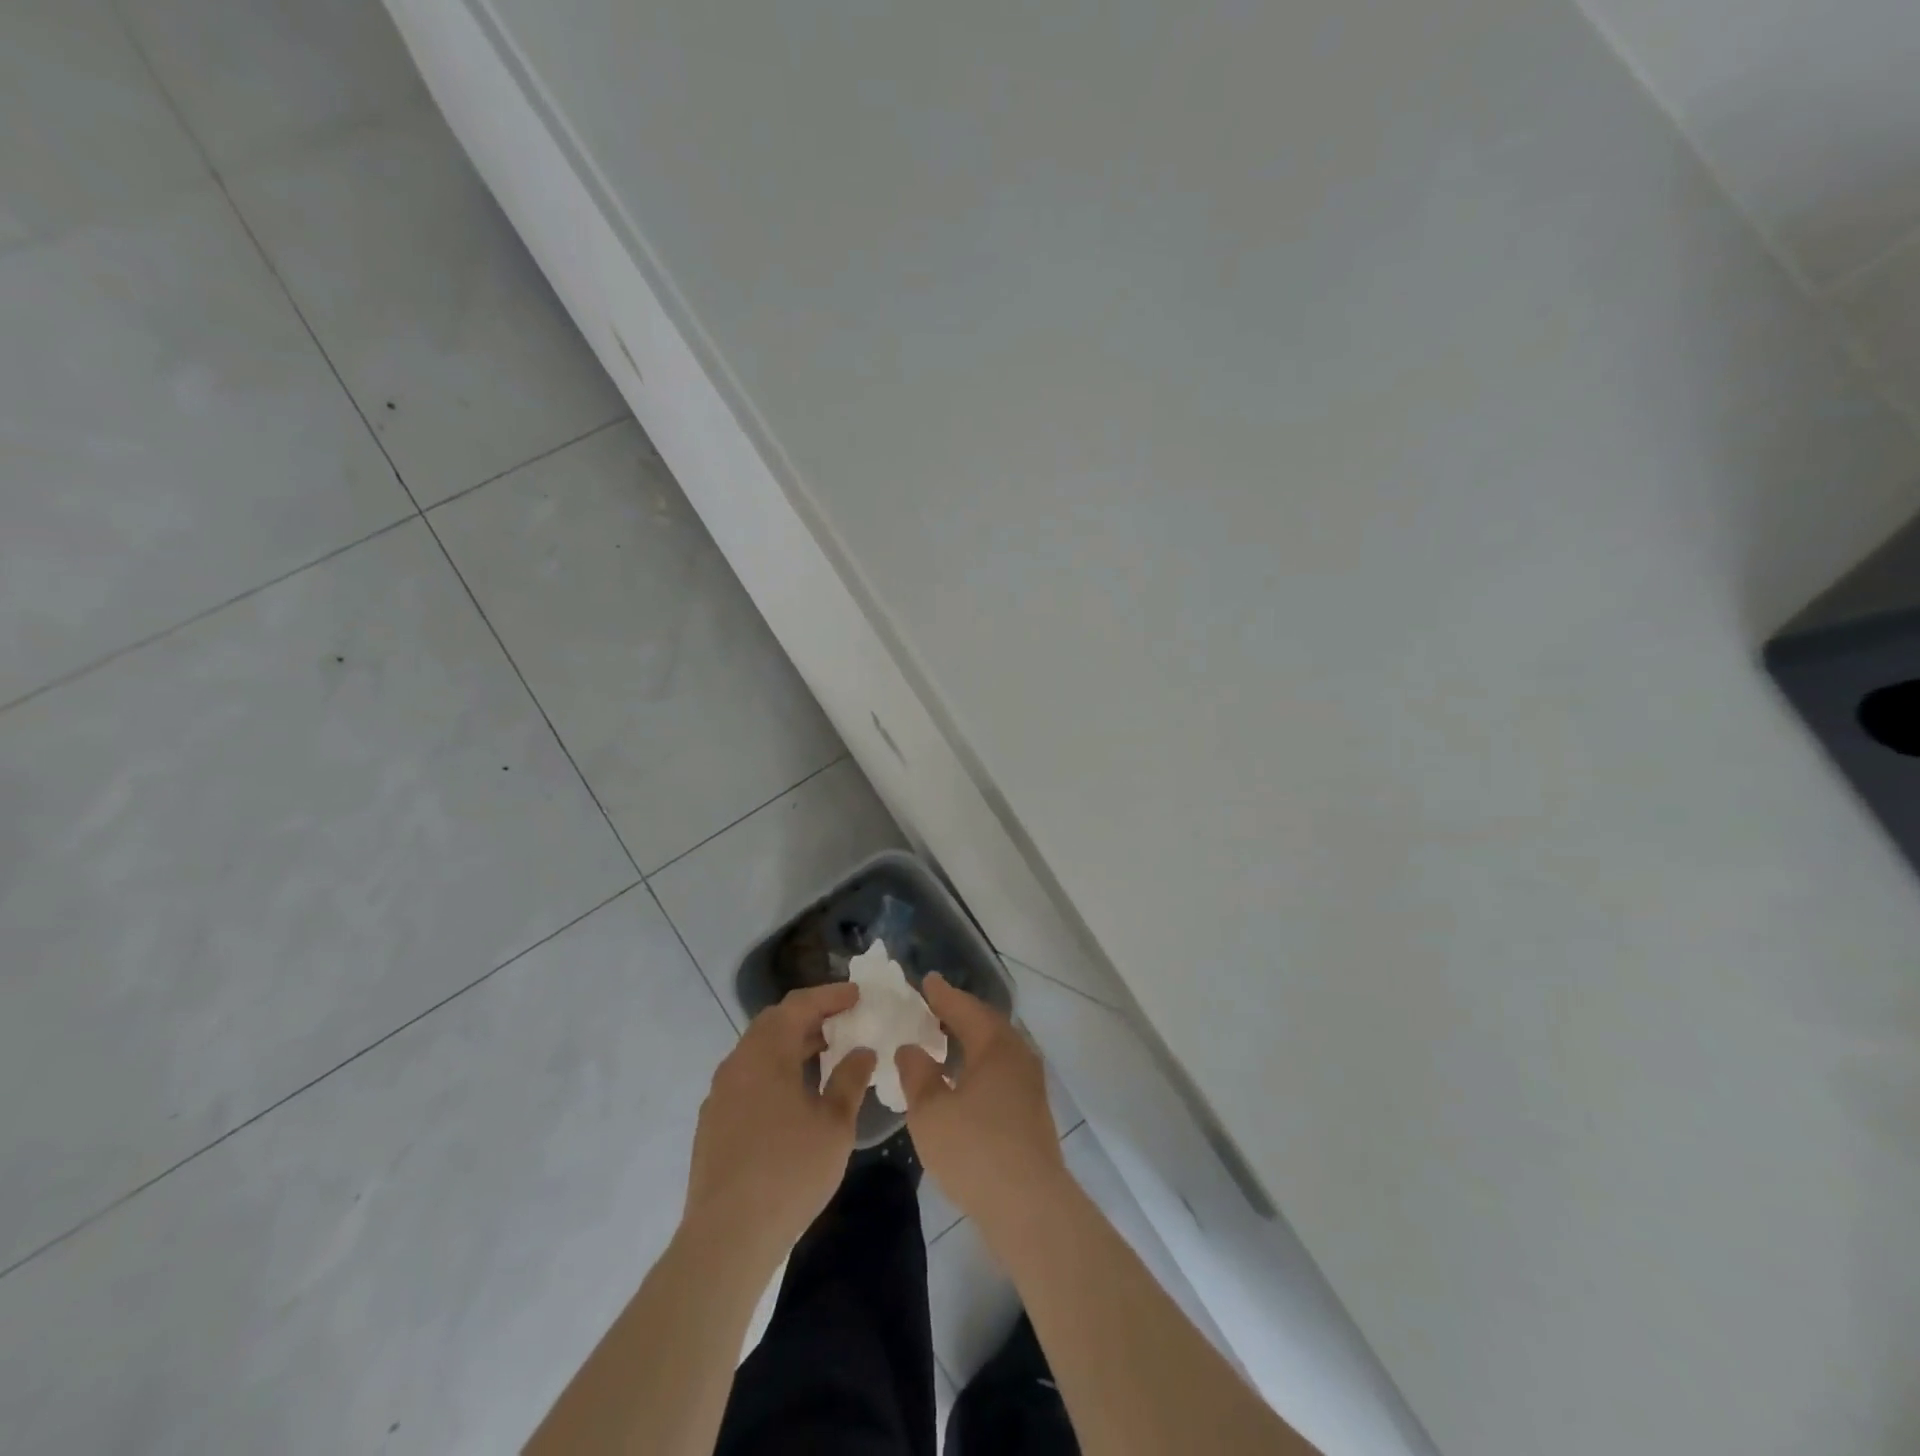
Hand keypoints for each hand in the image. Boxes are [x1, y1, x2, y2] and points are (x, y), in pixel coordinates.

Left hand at [683, 984, 875, 1265]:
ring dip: (791, 1044)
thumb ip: (850, 1080)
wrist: (727, 1237)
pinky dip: (775, 1069)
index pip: (798, 1005)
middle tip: (843, 1020)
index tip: (858, 995)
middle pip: (774, 1022)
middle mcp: (737, 1063)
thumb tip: (862, 1051)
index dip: (830, 996)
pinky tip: (794, 1094)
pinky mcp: (713, 1122)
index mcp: (766, 1053)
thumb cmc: (789, 1172)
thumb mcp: (834, 1125)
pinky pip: (748, 1077)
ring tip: (825, 1054)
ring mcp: (720, 1093)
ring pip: (759, 1051)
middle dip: (810, 1016)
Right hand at [896, 974, 1065, 1229]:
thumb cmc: (975, 1150)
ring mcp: (1030, 1085)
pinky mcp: (1032, 1112)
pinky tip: (963, 1080)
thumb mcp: (931, 1112)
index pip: (965, 1008)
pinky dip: (979, 1063)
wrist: (1030, 1207)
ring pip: (996, 1049)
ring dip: (970, 1040)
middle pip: (985, 1024)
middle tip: (933, 1005)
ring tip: (944, 1038)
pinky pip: (1001, 1070)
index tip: (926, 980)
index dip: (942, 994)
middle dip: (959, 1013)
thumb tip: (911, 1048)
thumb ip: (918, 1074)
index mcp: (996, 1045)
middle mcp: (1018, 1056)